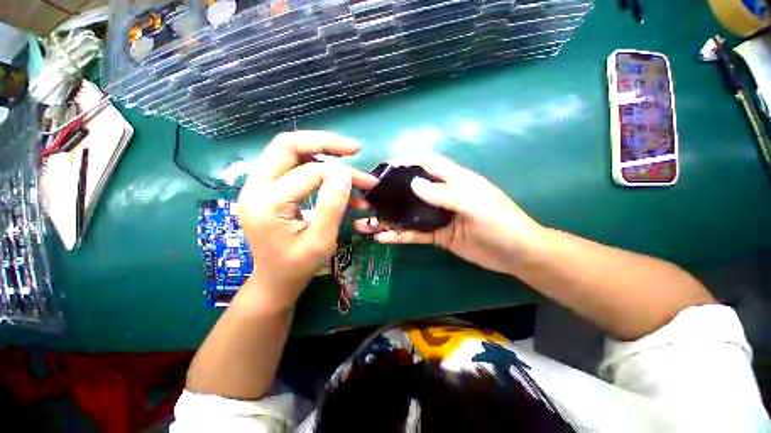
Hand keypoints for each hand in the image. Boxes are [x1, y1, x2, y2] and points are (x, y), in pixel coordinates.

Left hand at [237, 131, 376, 310]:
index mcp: (267, 203)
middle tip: (354, 149)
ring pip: (288, 150)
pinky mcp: (265, 189)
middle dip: (325, 142)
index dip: (343, 175)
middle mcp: (255, 187)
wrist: (274, 281)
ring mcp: (256, 186)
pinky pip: (289, 164)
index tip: (367, 183)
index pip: (311, 173)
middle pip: (287, 145)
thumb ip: (332, 206)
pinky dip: (313, 162)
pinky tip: (331, 173)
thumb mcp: (321, 241)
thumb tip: (345, 174)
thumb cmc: (298, 266)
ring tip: (346, 156)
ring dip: (320, 149)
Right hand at [356, 156, 544, 275]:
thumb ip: (444, 193)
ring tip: (365, 221)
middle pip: (412, 189)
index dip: (406, 161)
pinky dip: (399, 235)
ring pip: (409, 214)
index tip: (383, 168)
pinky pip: (414, 234)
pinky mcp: (437, 235)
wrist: (515, 254)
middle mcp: (442, 195)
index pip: (426, 163)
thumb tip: (414, 182)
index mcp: (454, 180)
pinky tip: (382, 238)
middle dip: (390, 191)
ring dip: (389, 217)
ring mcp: (438, 217)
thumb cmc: (500, 222)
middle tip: (367, 197)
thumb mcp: (474, 203)